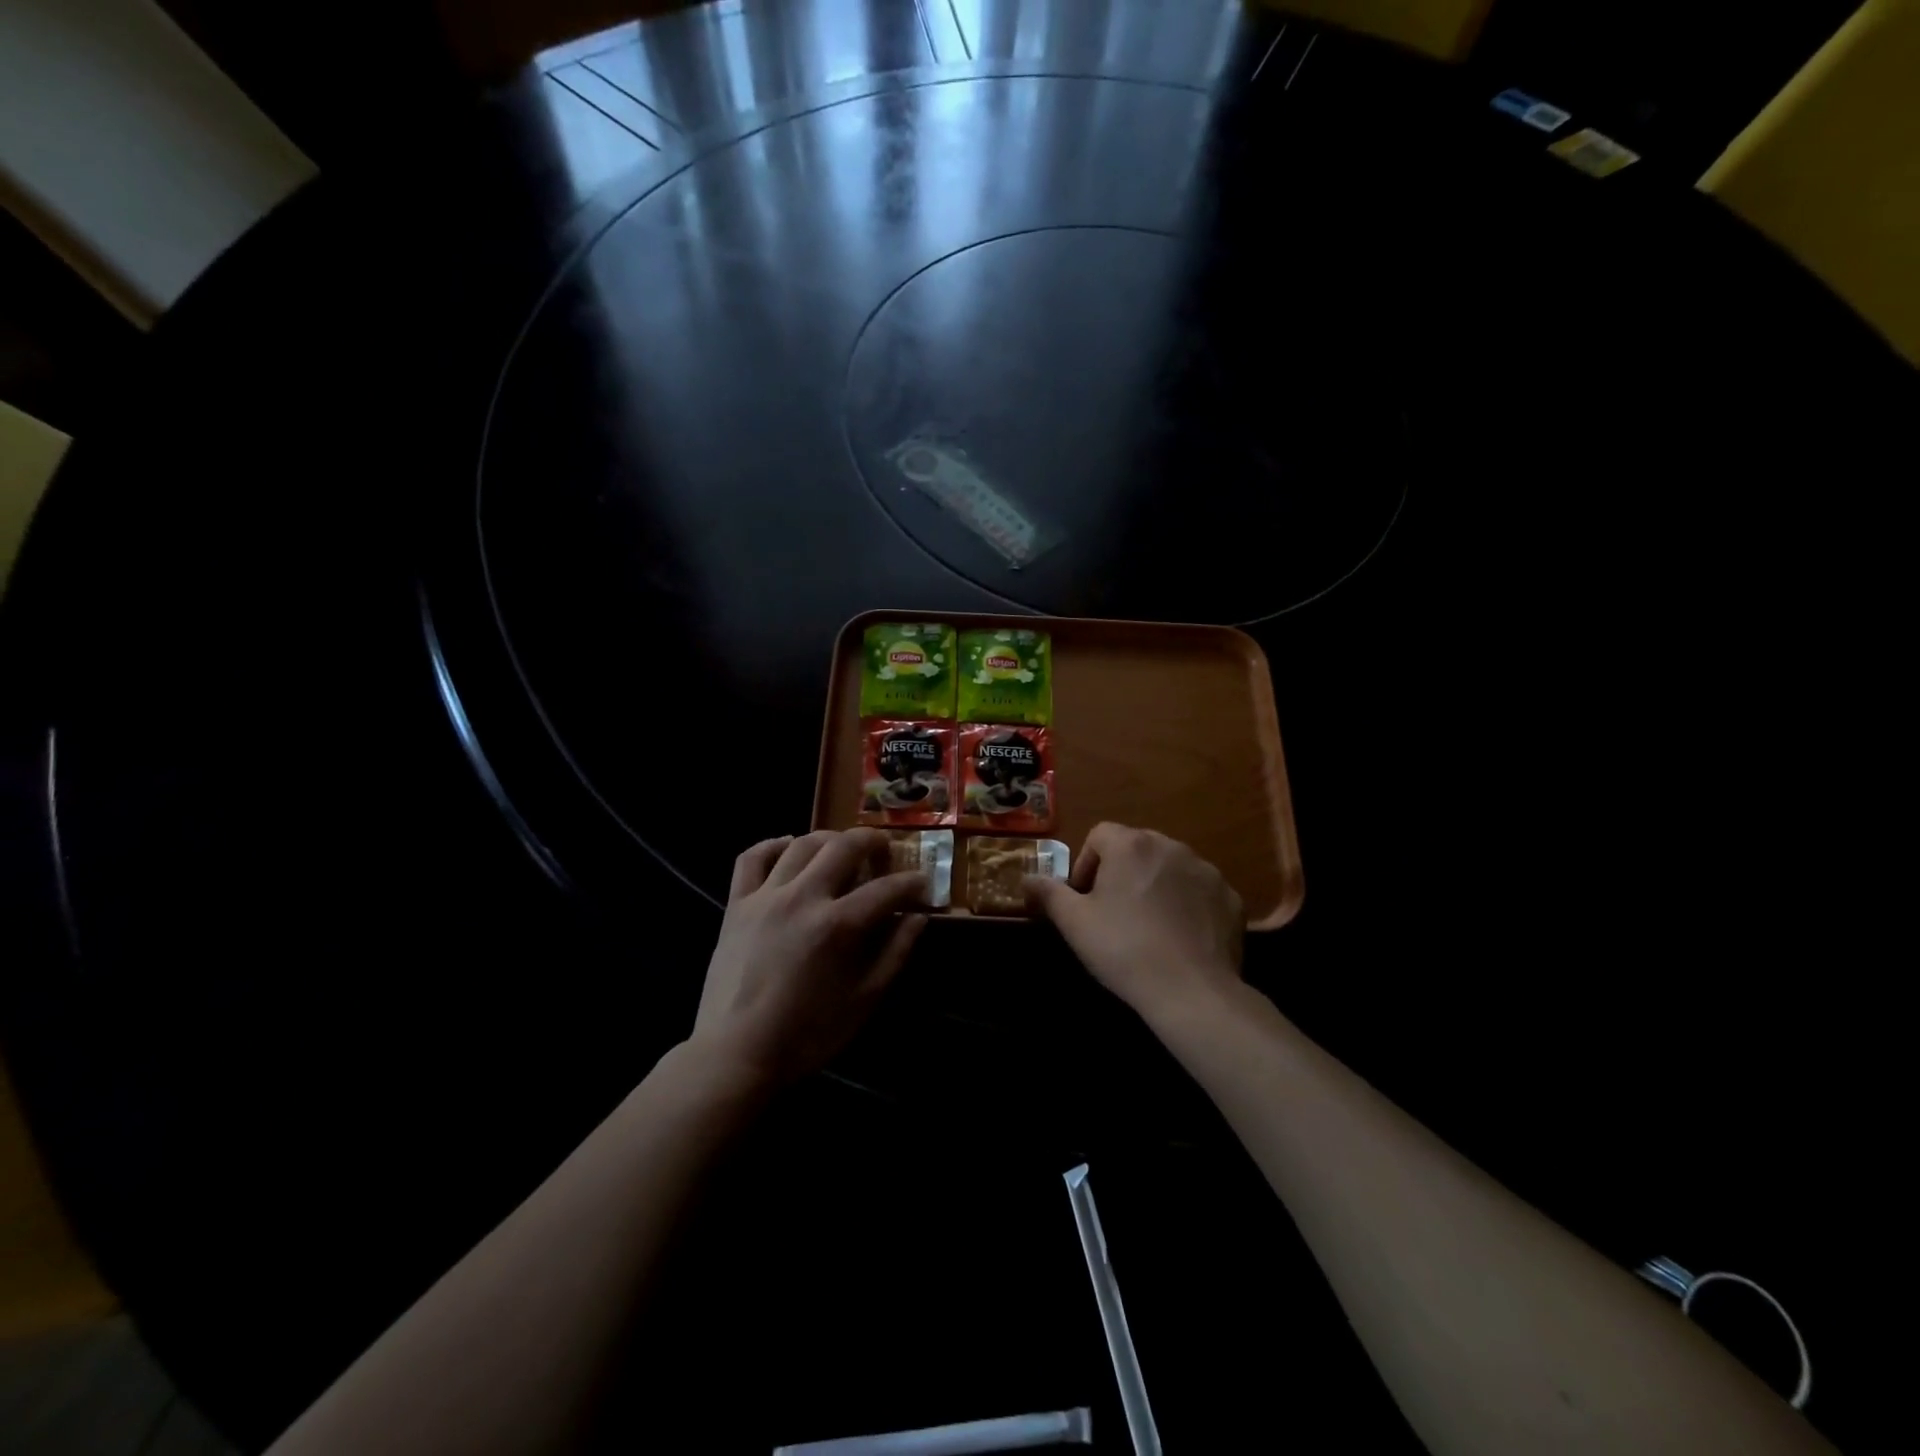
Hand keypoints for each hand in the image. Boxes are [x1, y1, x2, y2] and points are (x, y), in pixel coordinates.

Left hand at [691, 829, 930, 1087]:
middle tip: (884, 851)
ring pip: (802, 844)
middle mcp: (803, 898)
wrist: (735, 1054)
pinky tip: (789, 846)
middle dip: (873, 841)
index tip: (922, 885)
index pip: (886, 889)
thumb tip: (917, 918)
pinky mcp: (736, 904)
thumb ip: (894, 954)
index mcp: (838, 925)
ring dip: (830, 838)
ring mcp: (765, 897)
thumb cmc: (806, 1034)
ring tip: (843, 848)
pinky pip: (752, 858)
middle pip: (844, 846)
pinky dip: (773, 844)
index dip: (911, 883)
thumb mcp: (863, 1001)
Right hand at [1025, 823, 1244, 1021]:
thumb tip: (1027, 879)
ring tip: (1148, 924)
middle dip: (1122, 872)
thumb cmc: (1123, 949)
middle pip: (1137, 847)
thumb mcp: (1074, 922)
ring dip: (1156, 885)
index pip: (1100, 835)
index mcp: (1131, 845)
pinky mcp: (1230, 897)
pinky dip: (1188, 904)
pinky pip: (1200, 891)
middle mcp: (1171, 846)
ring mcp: (1206, 870)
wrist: (1191, 990)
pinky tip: (1181, 936)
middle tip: (1113, 911)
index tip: (1084, 897)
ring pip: (1170, 867)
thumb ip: (1049, 893)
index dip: (1086, 863)